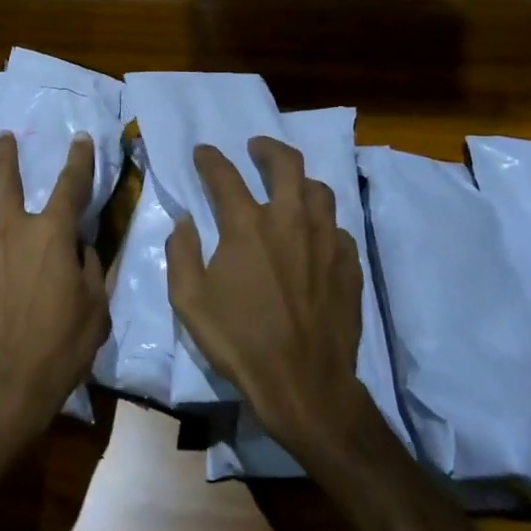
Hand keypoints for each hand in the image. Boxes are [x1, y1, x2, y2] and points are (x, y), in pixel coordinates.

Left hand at [0, 131, 107, 439]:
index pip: (71, 184)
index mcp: (50, 233)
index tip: (80, 138)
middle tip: (4, 140)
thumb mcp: (95, 307)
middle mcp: (9, 229)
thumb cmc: (60, 346)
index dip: (79, 158)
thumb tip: (79, 246)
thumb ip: (89, 267)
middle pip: (2, 175)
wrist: (5, 383)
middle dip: (4, 152)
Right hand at [166, 137, 366, 454]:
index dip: (210, 158)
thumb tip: (186, 221)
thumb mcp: (189, 301)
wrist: (304, 383)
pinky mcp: (349, 264)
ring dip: (300, 180)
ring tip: (289, 186)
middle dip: (267, 148)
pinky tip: (313, 236)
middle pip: (286, 163)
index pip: (225, 175)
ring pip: (319, 190)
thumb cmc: (239, 341)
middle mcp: (290, 221)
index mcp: (247, 226)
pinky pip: (337, 227)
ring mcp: (325, 240)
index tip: (203, 152)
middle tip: (256, 147)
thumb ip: (181, 252)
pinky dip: (321, 222)